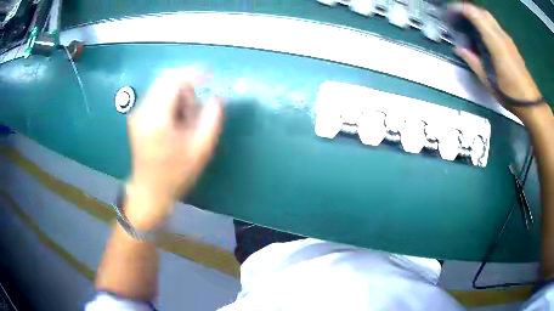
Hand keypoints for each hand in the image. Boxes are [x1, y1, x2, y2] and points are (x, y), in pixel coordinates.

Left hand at [125, 71, 222, 228]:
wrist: (149, 192)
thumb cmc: (175, 175)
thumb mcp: (200, 149)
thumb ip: (211, 119)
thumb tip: (216, 97)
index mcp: (157, 118)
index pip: (173, 82)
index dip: (193, 74)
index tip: (210, 75)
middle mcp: (143, 111)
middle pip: (165, 80)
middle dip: (186, 84)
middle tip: (197, 105)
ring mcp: (137, 113)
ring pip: (161, 87)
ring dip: (178, 94)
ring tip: (187, 118)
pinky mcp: (137, 118)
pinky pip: (156, 97)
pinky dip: (170, 101)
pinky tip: (176, 120)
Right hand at [448, 3, 545, 124]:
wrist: (531, 103)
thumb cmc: (510, 95)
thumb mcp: (489, 82)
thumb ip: (474, 62)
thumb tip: (460, 49)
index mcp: (495, 43)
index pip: (475, 14)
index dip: (460, 9)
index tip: (449, 12)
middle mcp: (501, 36)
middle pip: (481, 12)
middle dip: (466, 9)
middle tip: (456, 16)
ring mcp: (507, 39)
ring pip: (488, 17)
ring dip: (475, 15)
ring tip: (466, 23)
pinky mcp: (510, 44)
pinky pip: (494, 25)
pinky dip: (483, 23)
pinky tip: (480, 33)